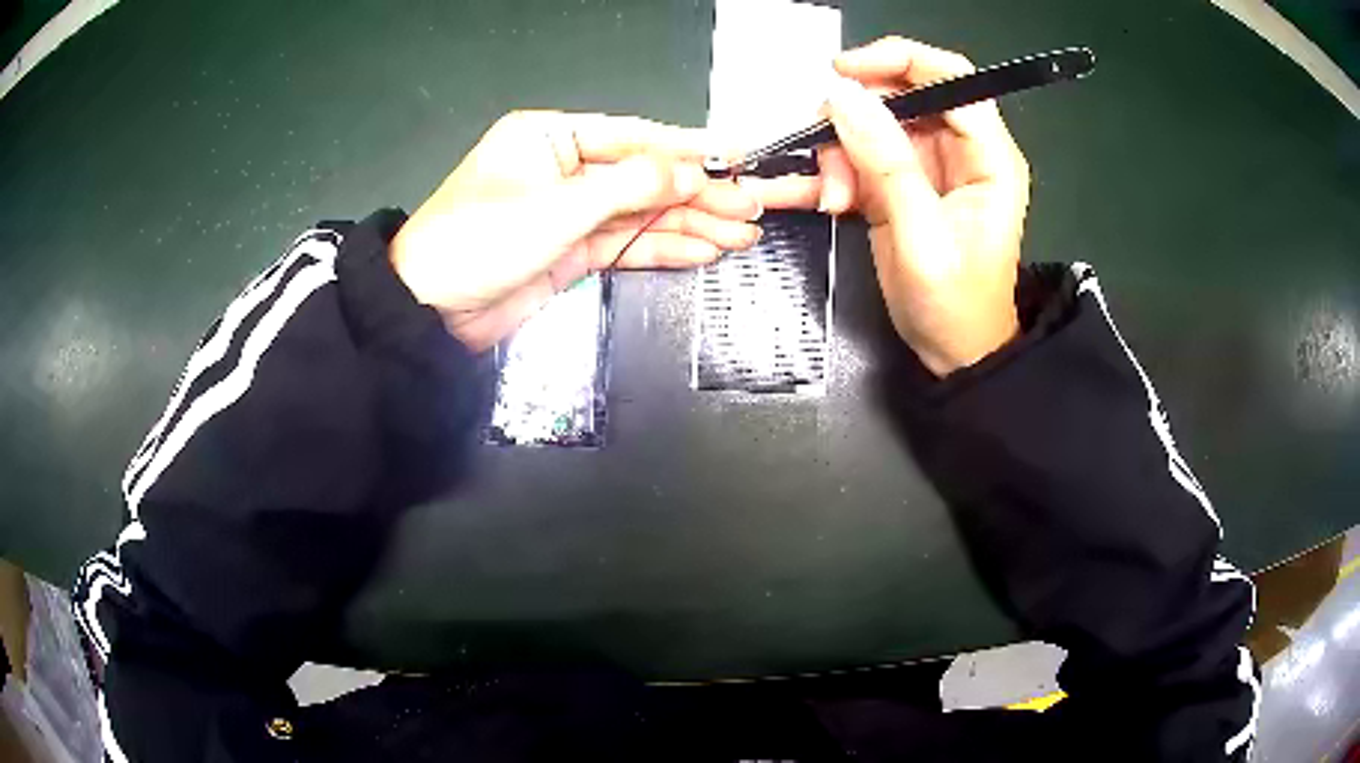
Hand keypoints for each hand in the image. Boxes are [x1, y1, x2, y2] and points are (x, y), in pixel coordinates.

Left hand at [389, 111, 767, 350]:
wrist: (430, 312)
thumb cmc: (473, 242)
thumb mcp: (556, 206)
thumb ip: (629, 187)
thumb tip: (689, 171)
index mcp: (550, 138)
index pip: (633, 136)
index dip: (687, 147)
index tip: (735, 156)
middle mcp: (564, 169)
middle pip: (645, 177)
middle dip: (699, 193)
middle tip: (750, 204)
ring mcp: (570, 212)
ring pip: (643, 214)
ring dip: (691, 224)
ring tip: (741, 232)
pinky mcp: (573, 251)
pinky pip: (629, 244)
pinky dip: (666, 248)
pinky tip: (704, 249)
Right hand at [816, 38, 1030, 375]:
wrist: (955, 353)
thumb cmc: (954, 305)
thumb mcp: (920, 237)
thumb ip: (886, 164)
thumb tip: (844, 98)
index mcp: (988, 157)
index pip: (950, 77)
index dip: (899, 61)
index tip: (842, 73)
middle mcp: (961, 149)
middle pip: (904, 94)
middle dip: (857, 115)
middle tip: (825, 151)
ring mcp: (928, 164)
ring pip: (873, 122)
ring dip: (840, 150)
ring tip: (832, 197)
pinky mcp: (901, 182)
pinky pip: (860, 154)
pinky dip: (836, 170)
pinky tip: (826, 198)